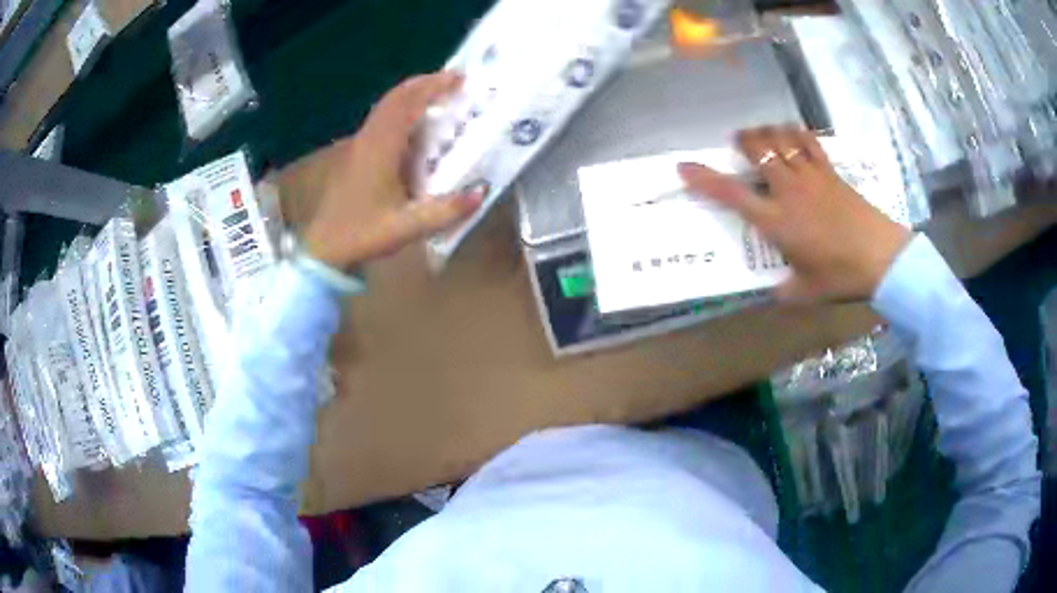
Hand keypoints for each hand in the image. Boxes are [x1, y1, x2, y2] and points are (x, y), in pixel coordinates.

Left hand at [301, 72, 483, 270]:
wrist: (324, 248)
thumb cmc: (362, 235)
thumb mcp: (406, 227)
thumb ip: (444, 211)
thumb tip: (481, 192)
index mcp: (380, 148)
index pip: (407, 104)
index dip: (432, 87)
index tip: (458, 78)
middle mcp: (368, 139)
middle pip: (395, 98)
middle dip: (424, 84)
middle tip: (453, 80)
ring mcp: (359, 145)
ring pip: (386, 107)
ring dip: (411, 95)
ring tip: (438, 95)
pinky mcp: (356, 154)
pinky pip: (381, 120)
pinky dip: (401, 110)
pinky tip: (415, 124)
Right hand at [678, 126, 911, 302]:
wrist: (882, 258)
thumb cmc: (840, 276)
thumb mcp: (805, 292)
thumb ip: (783, 291)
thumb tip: (772, 292)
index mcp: (776, 221)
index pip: (732, 194)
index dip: (705, 178)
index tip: (684, 166)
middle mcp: (789, 191)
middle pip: (759, 151)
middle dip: (743, 141)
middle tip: (739, 143)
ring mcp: (811, 177)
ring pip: (782, 140)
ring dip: (767, 133)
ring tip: (763, 136)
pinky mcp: (830, 172)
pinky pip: (809, 143)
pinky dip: (796, 134)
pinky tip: (793, 136)